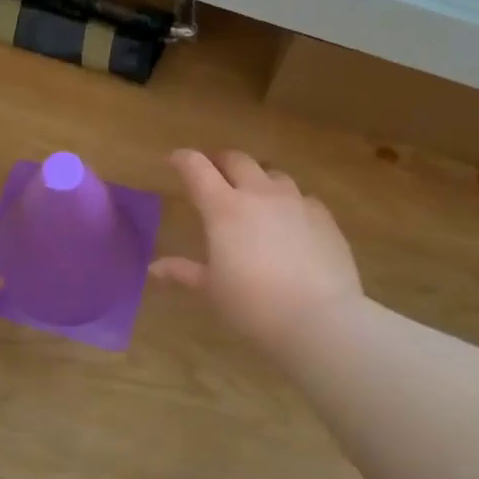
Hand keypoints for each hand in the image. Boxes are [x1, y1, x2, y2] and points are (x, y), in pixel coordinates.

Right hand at [151, 149, 363, 353]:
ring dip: (258, 179)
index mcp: (224, 209)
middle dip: (221, 162)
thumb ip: (184, 272)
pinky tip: (290, 222)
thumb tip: (154, 268)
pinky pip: (302, 198)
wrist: (319, 319)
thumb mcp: (212, 290)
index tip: (174, 160)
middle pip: (237, 159)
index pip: (197, 168)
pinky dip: (289, 202)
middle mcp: (259, 194)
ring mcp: (296, 202)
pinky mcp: (324, 217)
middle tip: (214, 174)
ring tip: (254, 196)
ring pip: (273, 174)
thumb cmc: (253, 305)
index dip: (182, 160)